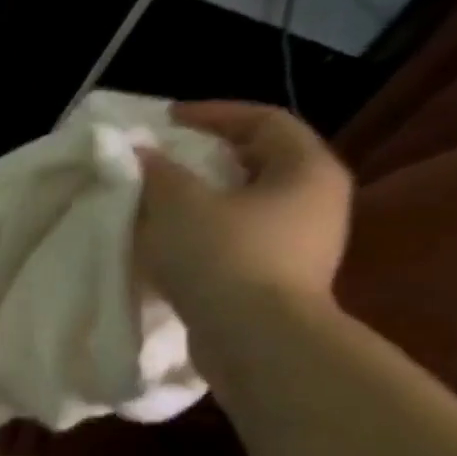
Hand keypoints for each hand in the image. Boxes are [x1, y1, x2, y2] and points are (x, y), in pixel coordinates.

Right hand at [137, 101, 354, 318]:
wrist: (256, 341)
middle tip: (160, 160)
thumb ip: (158, 171)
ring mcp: (302, 244)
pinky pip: (238, 240)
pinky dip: (203, 233)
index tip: (164, 120)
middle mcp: (316, 200)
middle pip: (257, 162)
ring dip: (201, 200)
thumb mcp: (178, 204)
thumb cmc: (223, 257)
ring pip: (245, 205)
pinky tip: (169, 244)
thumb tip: (140, 152)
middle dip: (205, 158)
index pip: (262, 120)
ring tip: (157, 204)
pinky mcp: (279, 279)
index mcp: (306, 169)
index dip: (211, 114)